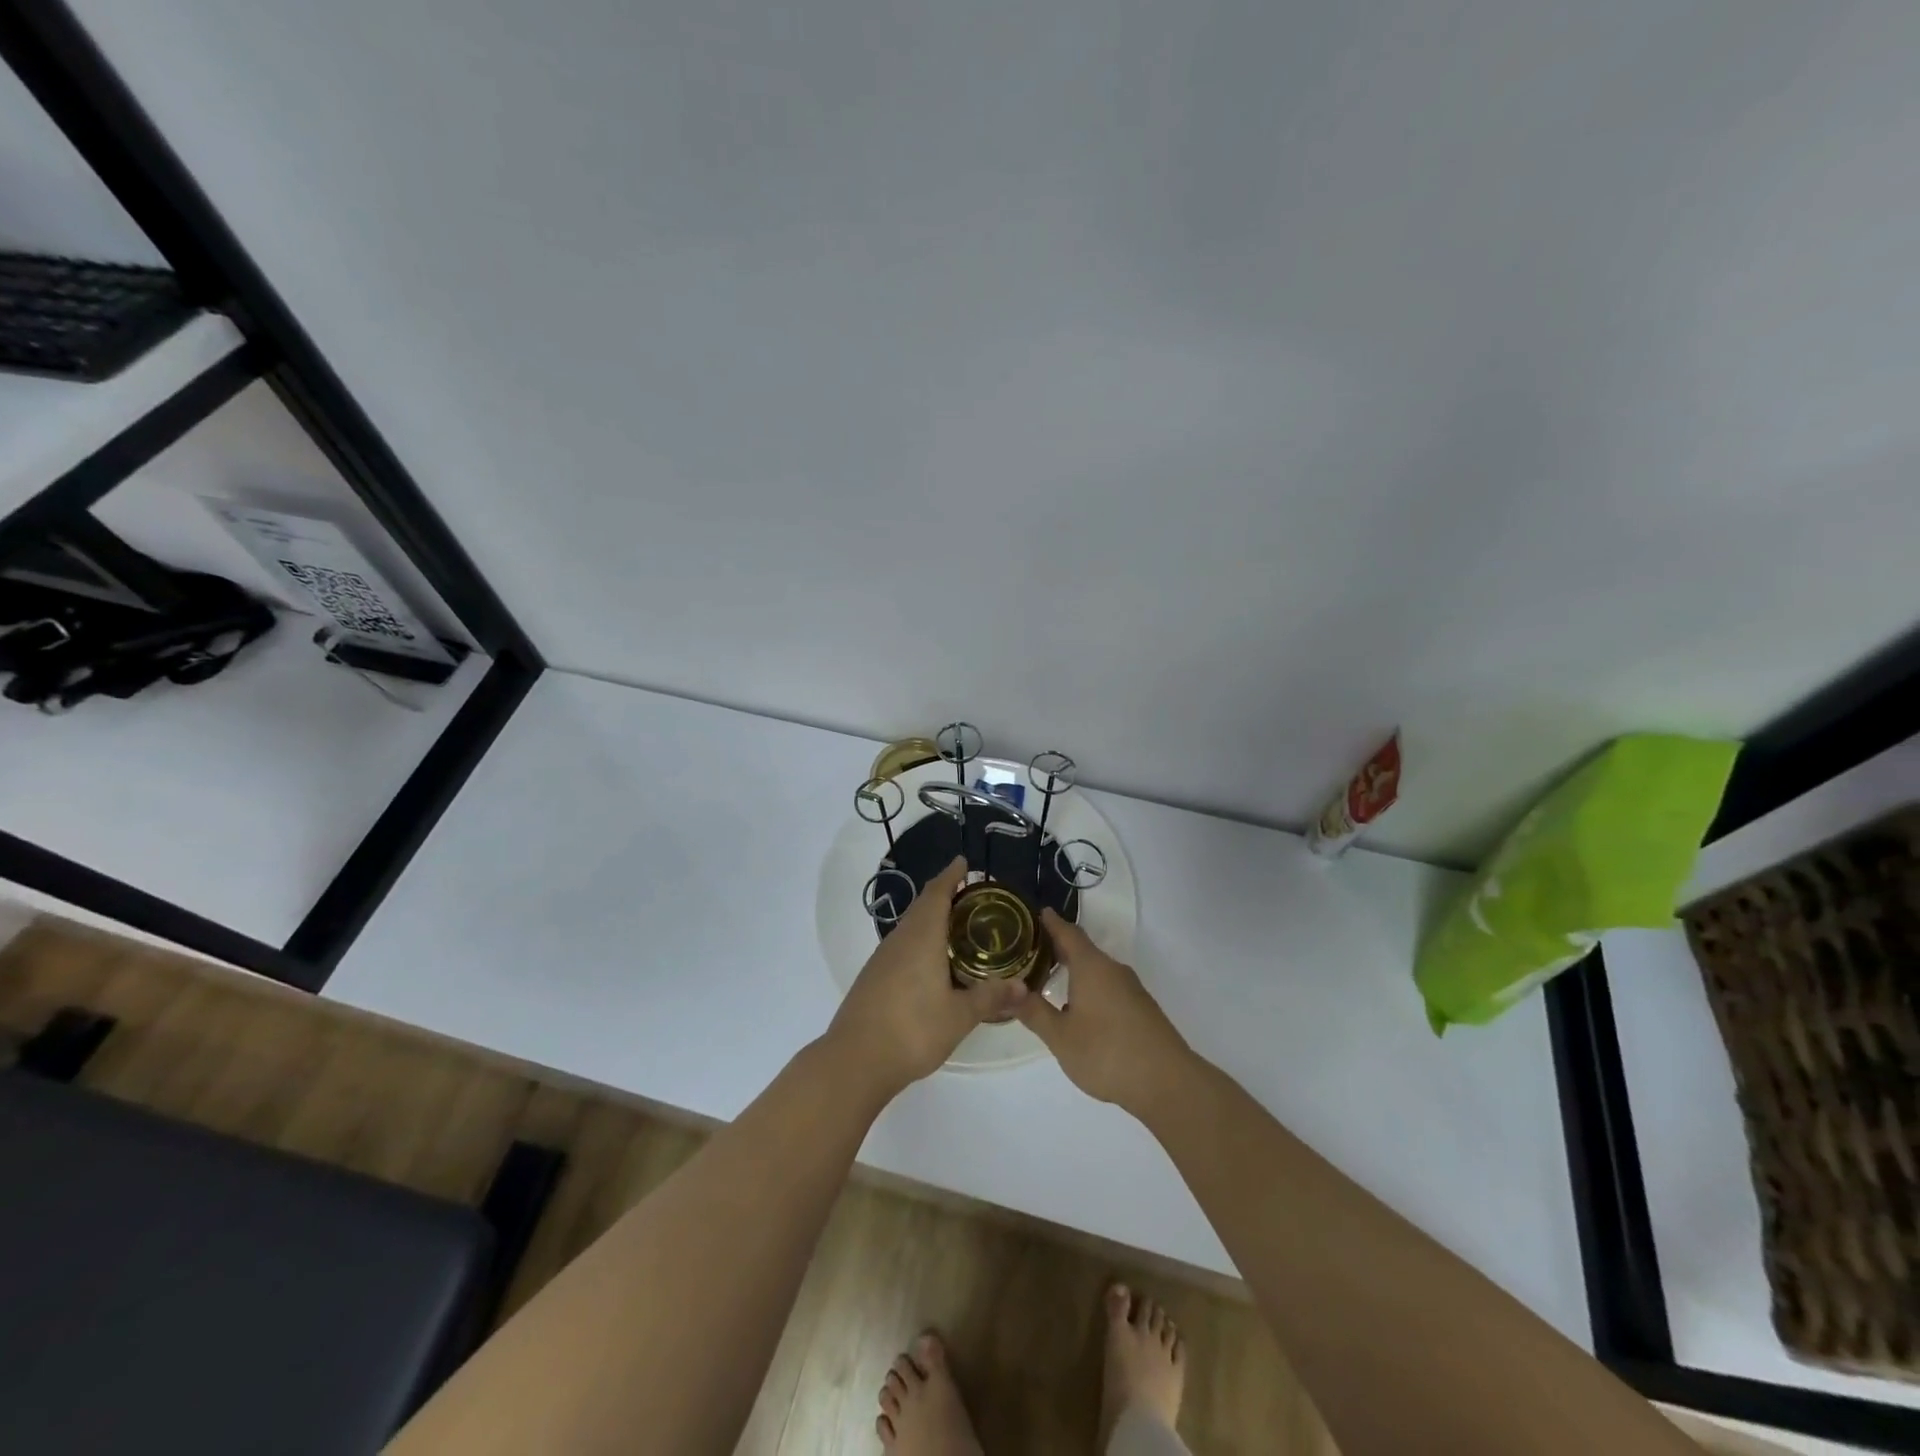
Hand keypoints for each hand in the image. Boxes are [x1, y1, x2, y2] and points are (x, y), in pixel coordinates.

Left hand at [826, 859, 1027, 1099]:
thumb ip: (990, 998)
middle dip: (943, 894)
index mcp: (921, 938)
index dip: (950, 876)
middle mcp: (899, 940)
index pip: (937, 894)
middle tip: (969, 894)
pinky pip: (901, 946)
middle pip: (922, 907)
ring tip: (955, 926)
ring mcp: (882, 959)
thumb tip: (1022, 986)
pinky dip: (920, 941)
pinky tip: (931, 961)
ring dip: (930, 918)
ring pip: (910, 927)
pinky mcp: (873, 978)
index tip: (963, 862)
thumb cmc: (912, 1030)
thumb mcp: (959, 1016)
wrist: (855, 1060)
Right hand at [1017, 910, 1193, 1117]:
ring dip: (1075, 970)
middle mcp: (1112, 970)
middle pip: (1083, 950)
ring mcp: (1131, 989)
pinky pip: (1109, 987)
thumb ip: (1033, 1012)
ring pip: (1097, 970)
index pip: (1068, 933)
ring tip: (1051, 979)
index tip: (1036, 913)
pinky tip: (1080, 1008)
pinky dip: (1090, 987)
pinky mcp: (1141, 1009)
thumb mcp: (1060, 1036)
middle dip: (1059, 948)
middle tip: (1032, 950)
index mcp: (1091, 967)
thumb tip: (1006, 992)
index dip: (1051, 923)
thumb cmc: (1106, 1052)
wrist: (1167, 1082)